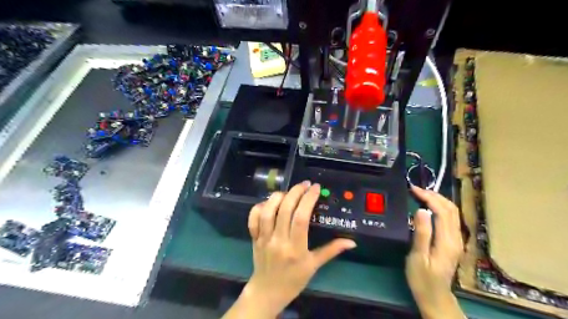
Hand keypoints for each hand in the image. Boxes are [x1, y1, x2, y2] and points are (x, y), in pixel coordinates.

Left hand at [243, 181, 352, 317]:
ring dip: (278, 197)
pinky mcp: (254, 238)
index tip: (315, 188)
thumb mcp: (314, 266)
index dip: (308, 200)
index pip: (301, 218)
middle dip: (295, 192)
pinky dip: (259, 207)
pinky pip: (253, 219)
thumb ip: (332, 251)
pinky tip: (269, 203)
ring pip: (267, 211)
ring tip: (288, 192)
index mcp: (295, 249)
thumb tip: (352, 242)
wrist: (268, 292)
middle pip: (284, 210)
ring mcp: (264, 238)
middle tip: (304, 184)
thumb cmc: (294, 279)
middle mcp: (278, 241)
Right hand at [409, 187, 464, 318]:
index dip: (428, 197)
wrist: (435, 296)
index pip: (442, 211)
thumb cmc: (422, 278)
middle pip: (451, 209)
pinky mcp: (453, 242)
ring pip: (453, 212)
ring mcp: (457, 240)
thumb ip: (421, 233)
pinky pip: (450, 218)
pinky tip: (429, 207)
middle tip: (416, 189)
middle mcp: (456, 238)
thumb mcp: (418, 257)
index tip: (413, 189)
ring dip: (438, 200)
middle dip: (434, 195)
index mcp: (447, 241)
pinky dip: (440, 208)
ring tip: (421, 194)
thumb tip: (421, 210)